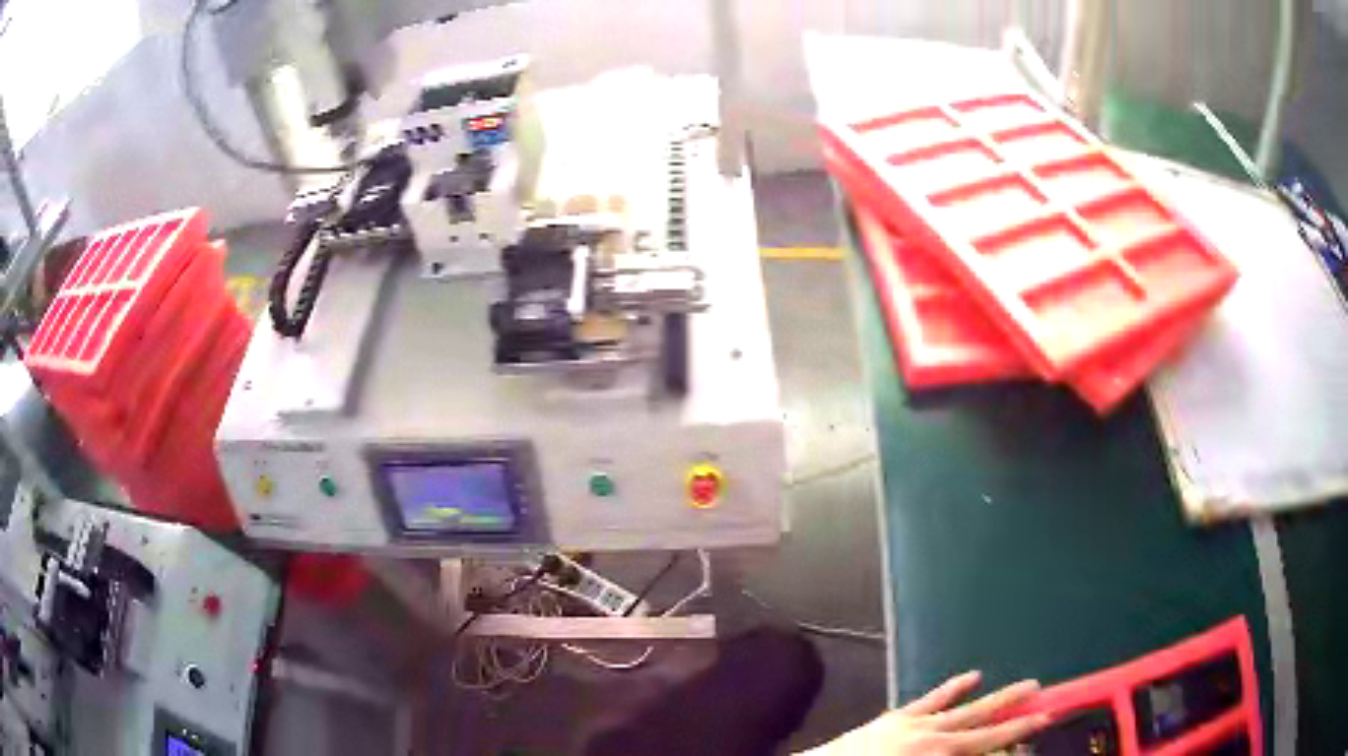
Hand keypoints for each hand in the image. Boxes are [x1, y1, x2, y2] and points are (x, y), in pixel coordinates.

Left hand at [802, 671, 1049, 754]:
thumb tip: (992, 753)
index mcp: (939, 754)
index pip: (990, 740)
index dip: (1021, 729)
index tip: (1047, 715)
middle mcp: (932, 735)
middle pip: (983, 718)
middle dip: (1015, 706)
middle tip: (1043, 692)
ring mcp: (913, 723)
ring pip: (963, 706)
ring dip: (994, 695)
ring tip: (1023, 684)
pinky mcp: (894, 718)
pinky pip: (930, 699)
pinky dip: (953, 688)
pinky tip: (973, 676)